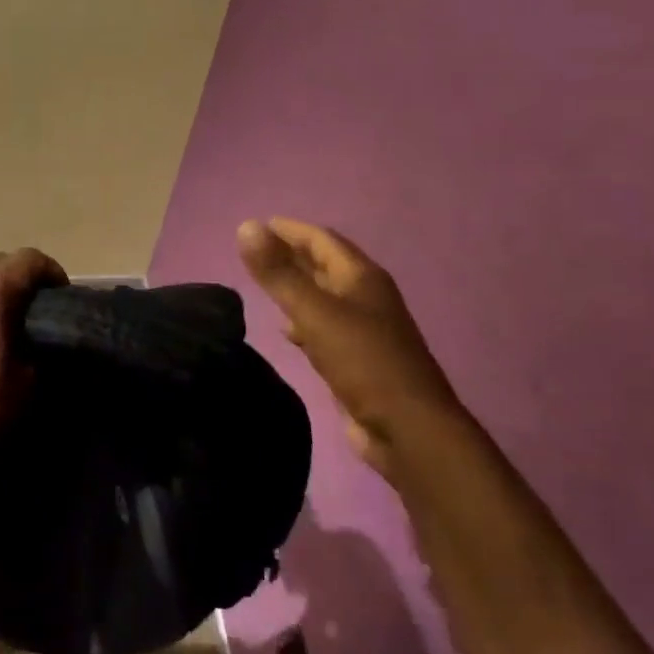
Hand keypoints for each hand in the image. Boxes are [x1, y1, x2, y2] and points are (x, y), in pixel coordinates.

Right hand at [238, 217, 463, 473]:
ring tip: (264, 284)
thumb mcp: (314, 313)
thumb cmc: (363, 362)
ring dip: (297, 287)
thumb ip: (278, 273)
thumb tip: (245, 226)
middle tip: (255, 251)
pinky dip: (303, 321)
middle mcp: (366, 297)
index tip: (257, 225)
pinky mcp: (358, 359)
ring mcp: (365, 329)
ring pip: (324, 297)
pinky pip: (325, 327)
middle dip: (292, 255)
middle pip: (325, 266)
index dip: (290, 230)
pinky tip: (287, 330)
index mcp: (362, 278)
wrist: (408, 429)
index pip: (322, 239)